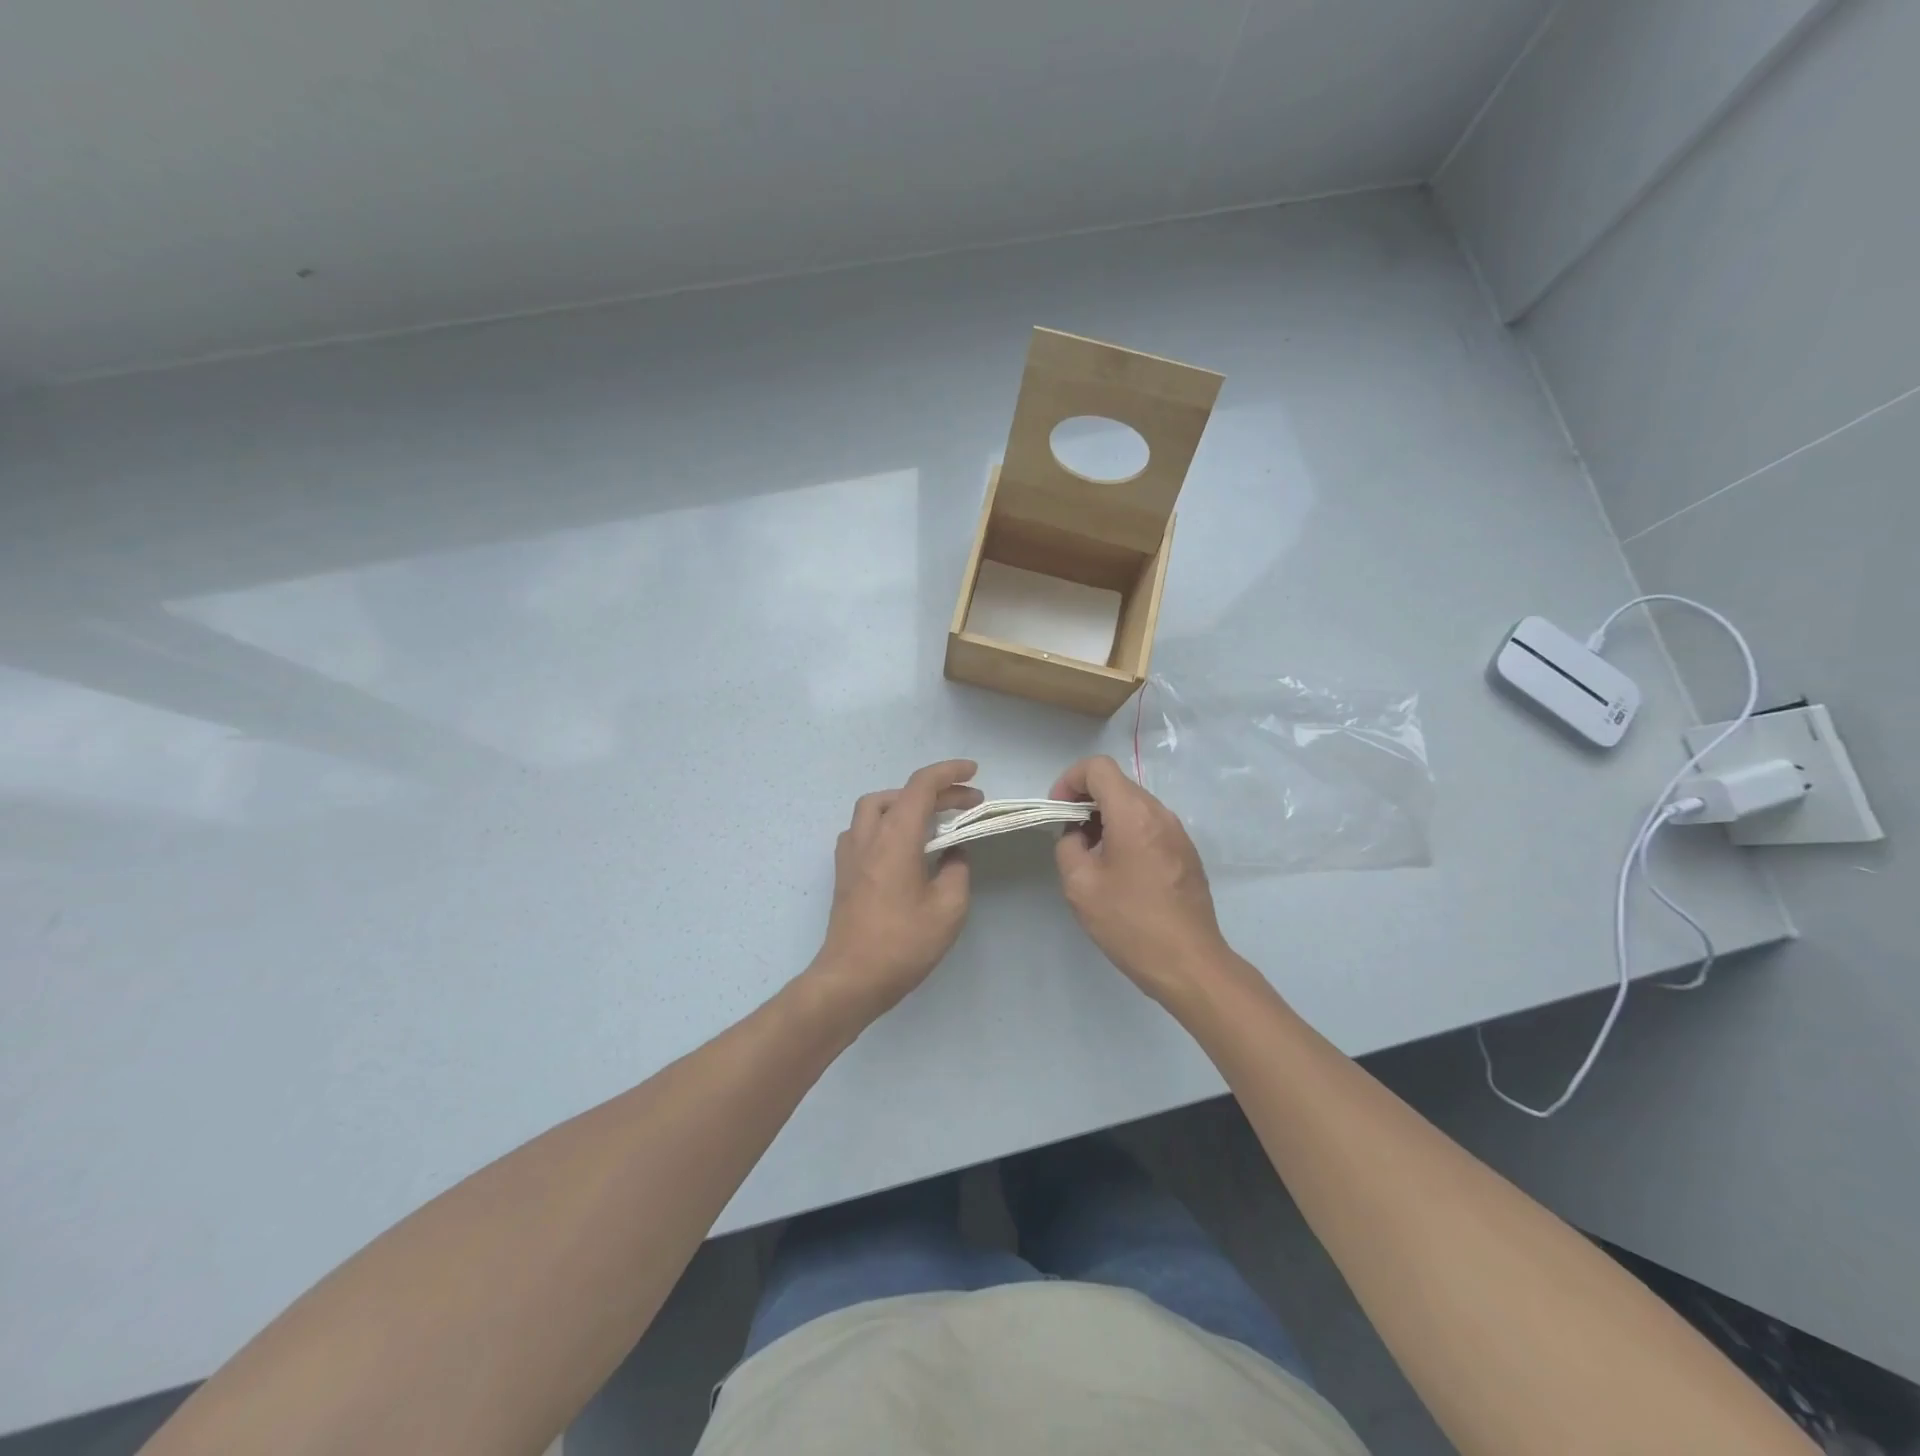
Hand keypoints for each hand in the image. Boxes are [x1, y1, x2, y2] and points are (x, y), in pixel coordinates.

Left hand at [809, 759, 981, 1024]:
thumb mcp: (948, 909)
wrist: (850, 979)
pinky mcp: (844, 872)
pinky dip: (887, 824)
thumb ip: (956, 871)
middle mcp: (868, 836)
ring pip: (874, 807)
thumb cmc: (902, 944)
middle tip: (966, 804)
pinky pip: (864, 830)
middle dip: (935, 791)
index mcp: (895, 838)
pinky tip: (903, 846)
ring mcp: (850, 854)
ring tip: (933, 820)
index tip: (974, 773)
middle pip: (898, 794)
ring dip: (905, 804)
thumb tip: (952, 855)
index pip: (921, 786)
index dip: (949, 773)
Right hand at [1051, 755, 1230, 1005]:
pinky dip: (1126, 833)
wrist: (1188, 963)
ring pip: (1134, 805)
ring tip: (1092, 856)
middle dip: (1086, 801)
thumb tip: (1078, 835)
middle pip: (1117, 784)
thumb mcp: (1080, 885)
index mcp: (1133, 814)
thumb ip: (1068, 846)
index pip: (1098, 767)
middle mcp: (1160, 814)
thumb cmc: (1130, 922)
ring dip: (1106, 819)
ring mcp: (1178, 833)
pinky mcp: (1186, 853)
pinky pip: (1149, 826)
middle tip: (1069, 836)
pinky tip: (1119, 872)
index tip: (1058, 811)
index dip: (1070, 780)